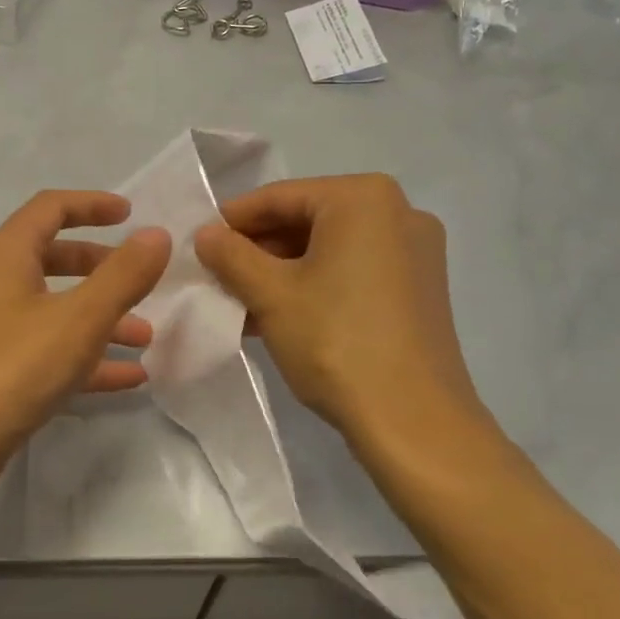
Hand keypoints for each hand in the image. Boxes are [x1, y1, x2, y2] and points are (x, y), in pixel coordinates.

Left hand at [0, 191, 170, 515]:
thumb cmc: (9, 369)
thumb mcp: (78, 319)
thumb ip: (123, 276)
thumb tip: (158, 235)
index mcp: (5, 255)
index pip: (51, 208)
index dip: (92, 204)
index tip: (131, 214)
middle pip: (53, 258)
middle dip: (101, 267)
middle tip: (140, 281)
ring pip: (54, 310)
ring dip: (100, 318)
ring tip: (145, 338)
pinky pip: (48, 352)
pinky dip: (85, 358)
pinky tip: (127, 378)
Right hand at [193, 175, 494, 460]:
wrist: (413, 421)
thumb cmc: (336, 341)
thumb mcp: (270, 294)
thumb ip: (231, 255)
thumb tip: (205, 234)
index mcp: (363, 198)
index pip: (280, 197)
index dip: (233, 220)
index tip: (199, 243)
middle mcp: (398, 212)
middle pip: (307, 220)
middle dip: (258, 250)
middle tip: (217, 275)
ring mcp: (415, 252)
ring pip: (329, 249)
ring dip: (282, 272)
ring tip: (240, 301)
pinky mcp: (420, 289)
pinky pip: (353, 271)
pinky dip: (315, 285)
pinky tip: (277, 315)